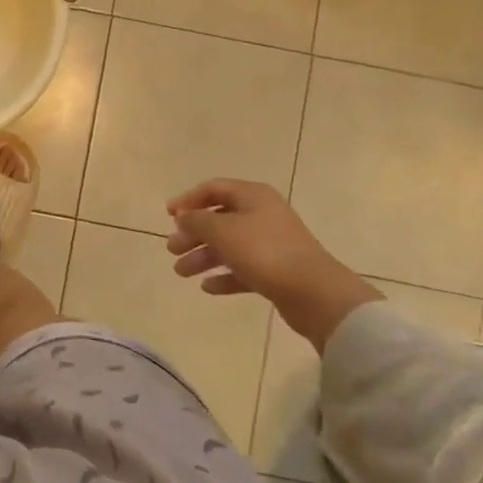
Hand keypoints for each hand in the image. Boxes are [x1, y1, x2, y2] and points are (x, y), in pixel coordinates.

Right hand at [166, 179, 380, 351]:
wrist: (314, 293)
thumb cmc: (264, 252)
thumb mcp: (221, 231)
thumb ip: (196, 221)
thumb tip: (183, 218)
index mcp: (253, 196)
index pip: (213, 188)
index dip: (188, 199)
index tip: (168, 215)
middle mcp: (262, 215)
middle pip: (219, 219)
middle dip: (193, 233)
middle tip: (172, 249)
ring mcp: (271, 244)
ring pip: (229, 246)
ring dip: (203, 257)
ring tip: (181, 272)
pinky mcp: (277, 271)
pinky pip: (243, 269)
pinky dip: (224, 275)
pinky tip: (207, 287)